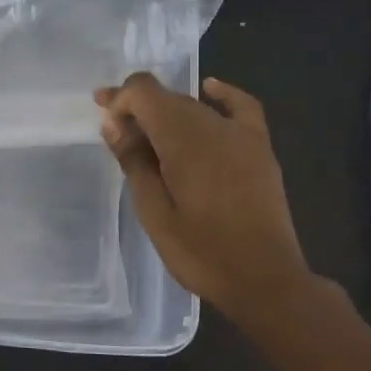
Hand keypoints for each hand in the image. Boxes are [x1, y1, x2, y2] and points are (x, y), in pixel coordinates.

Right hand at [95, 73, 318, 318]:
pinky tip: (209, 89)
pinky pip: (241, 106)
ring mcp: (241, 135)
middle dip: (137, 106)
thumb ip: (134, 162)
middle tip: (114, 129)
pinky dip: (221, 95)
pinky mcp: (260, 148)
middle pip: (167, 97)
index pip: (144, 92)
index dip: (120, 99)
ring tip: (145, 129)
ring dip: (167, 110)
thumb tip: (113, 124)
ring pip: (194, 106)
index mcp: (183, 140)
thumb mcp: (154, 213)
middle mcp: (212, 125)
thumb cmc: (202, 253)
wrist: (265, 280)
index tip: (105, 121)